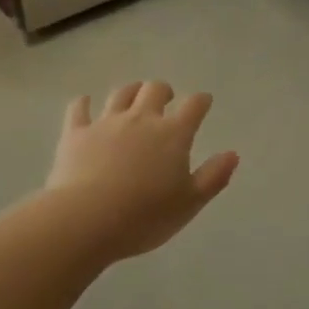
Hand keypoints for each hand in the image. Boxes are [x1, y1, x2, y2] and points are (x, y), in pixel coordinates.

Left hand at [45, 82, 239, 262]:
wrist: (87, 219)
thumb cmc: (145, 216)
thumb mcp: (190, 203)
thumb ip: (213, 177)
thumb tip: (232, 154)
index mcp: (173, 134)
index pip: (194, 106)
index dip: (201, 101)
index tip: (204, 102)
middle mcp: (141, 119)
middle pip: (155, 89)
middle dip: (164, 90)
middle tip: (166, 99)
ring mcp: (106, 123)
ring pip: (121, 94)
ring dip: (131, 91)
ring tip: (133, 97)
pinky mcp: (76, 133)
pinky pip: (79, 109)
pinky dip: (83, 103)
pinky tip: (84, 104)